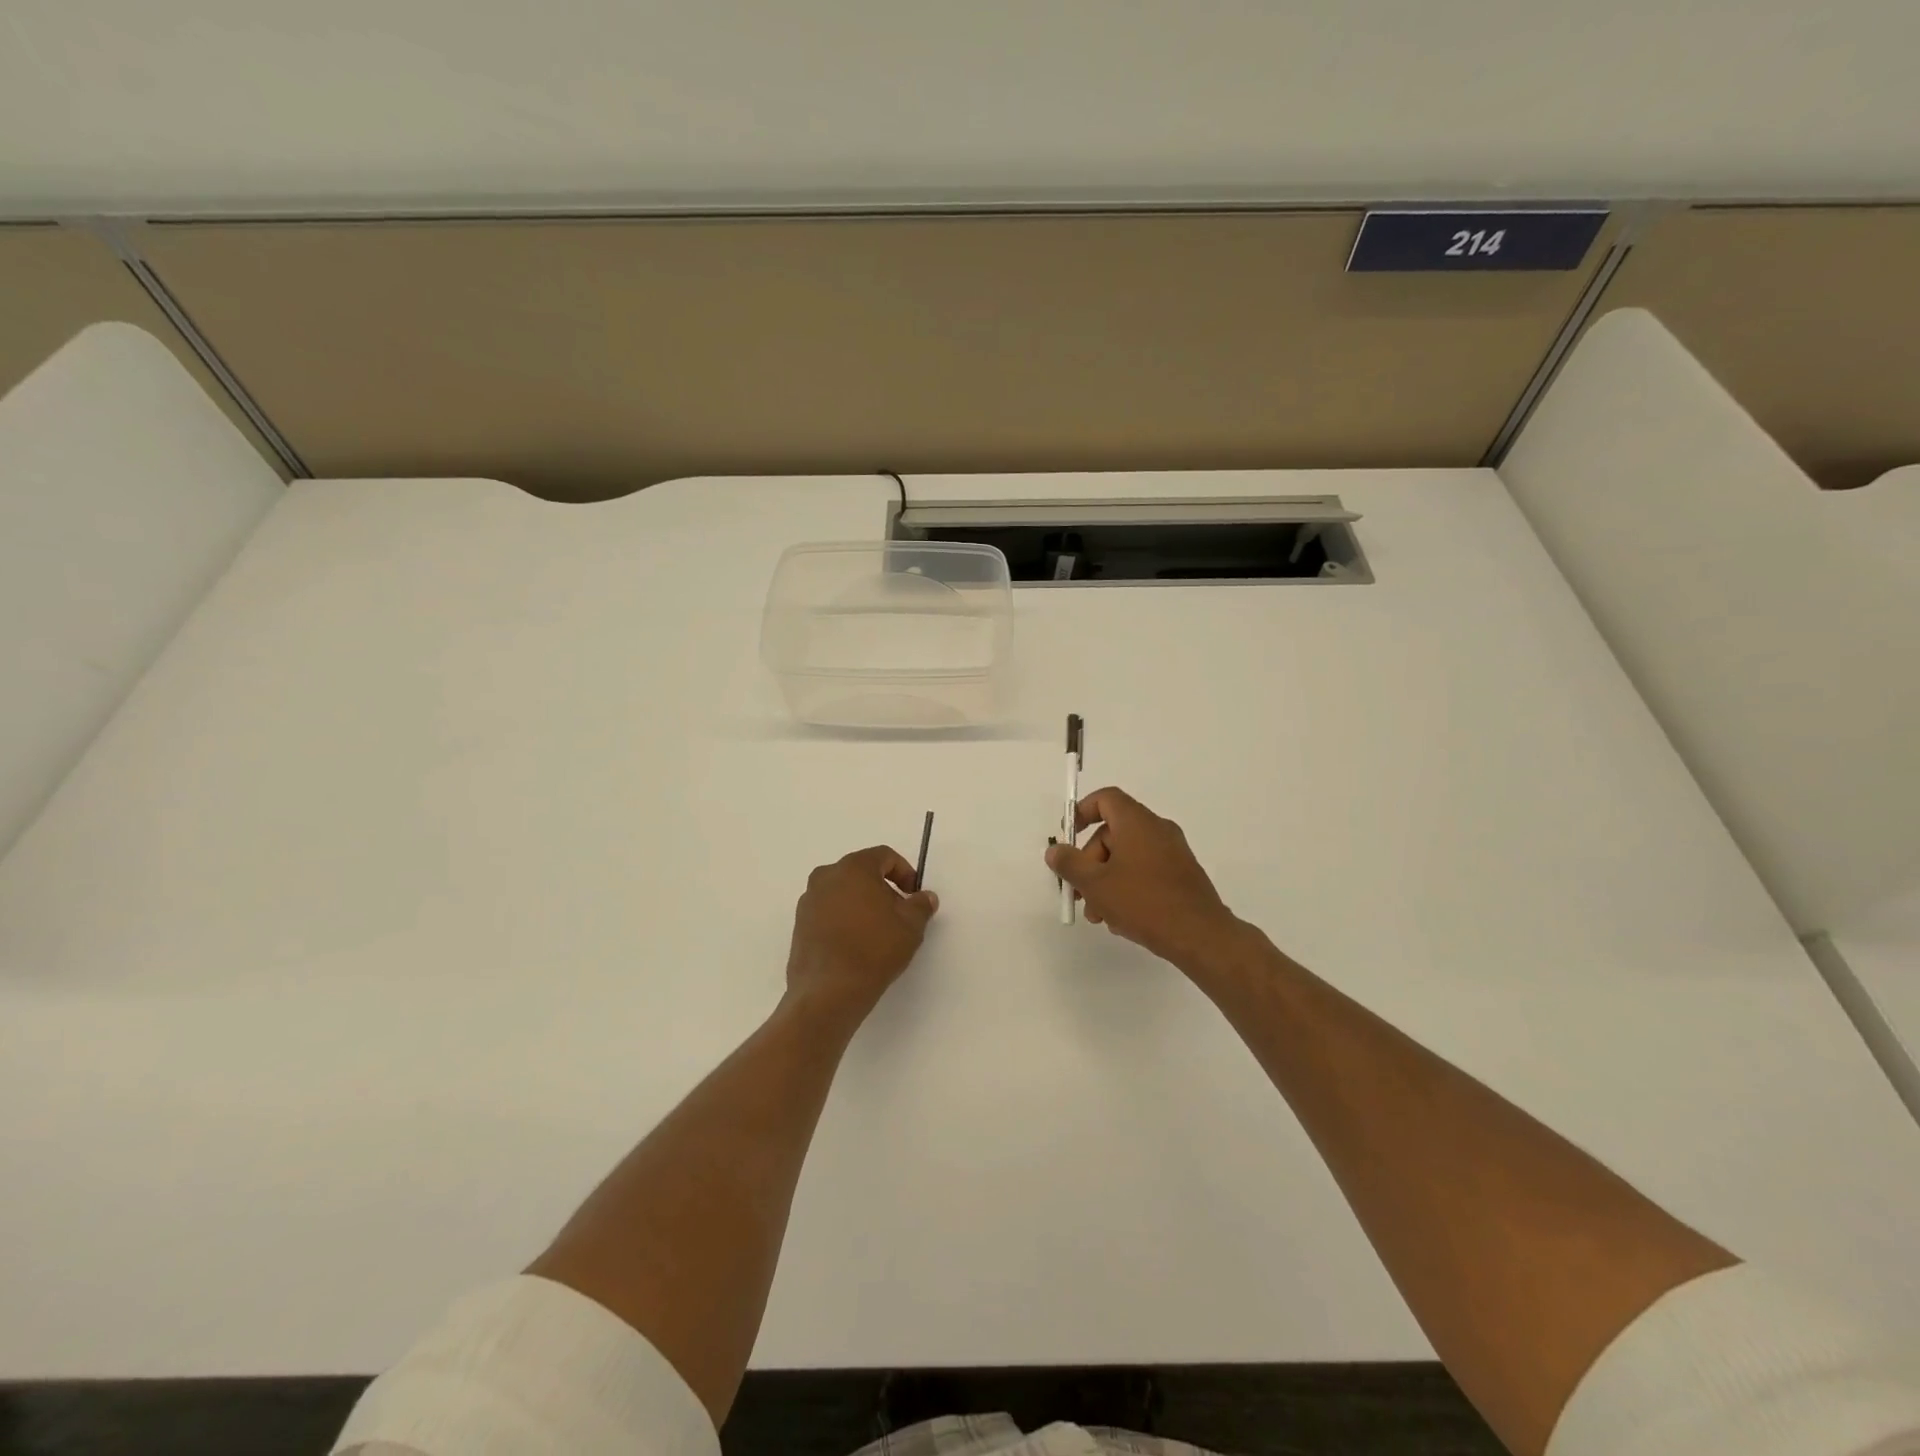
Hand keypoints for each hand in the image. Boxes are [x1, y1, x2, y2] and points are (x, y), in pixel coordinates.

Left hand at [786, 846, 938, 1024]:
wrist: (829, 992)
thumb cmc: (874, 949)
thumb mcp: (911, 926)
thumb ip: (920, 905)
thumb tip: (925, 897)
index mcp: (853, 867)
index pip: (884, 856)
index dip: (904, 872)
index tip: (913, 895)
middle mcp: (826, 876)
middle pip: (861, 872)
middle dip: (882, 889)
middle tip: (898, 914)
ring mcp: (808, 901)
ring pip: (843, 892)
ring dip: (861, 904)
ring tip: (877, 932)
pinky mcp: (799, 925)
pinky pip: (828, 912)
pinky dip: (844, 920)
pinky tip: (856, 944)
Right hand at [1045, 787, 1239, 972]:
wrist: (1200, 936)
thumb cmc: (1143, 902)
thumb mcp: (1096, 884)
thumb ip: (1070, 864)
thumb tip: (1055, 850)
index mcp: (1137, 822)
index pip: (1106, 799)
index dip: (1082, 812)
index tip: (1067, 837)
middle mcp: (1157, 830)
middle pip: (1112, 834)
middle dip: (1089, 863)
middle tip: (1079, 893)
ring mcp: (1173, 853)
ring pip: (1127, 857)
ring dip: (1106, 882)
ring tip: (1098, 915)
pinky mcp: (1181, 875)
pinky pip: (1145, 872)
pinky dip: (1127, 888)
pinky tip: (1121, 920)